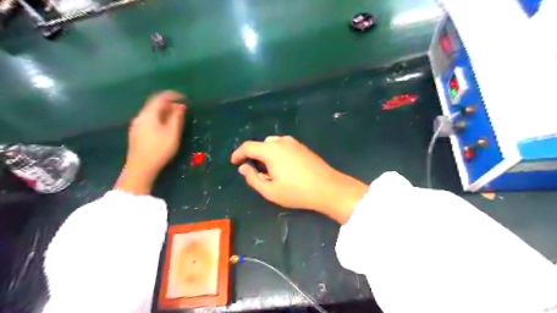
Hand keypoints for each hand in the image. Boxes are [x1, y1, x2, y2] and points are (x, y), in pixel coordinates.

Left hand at [115, 89, 186, 194]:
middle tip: (182, 109)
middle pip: (154, 104)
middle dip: (169, 104)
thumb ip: (177, 118)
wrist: (140, 168)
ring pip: (151, 113)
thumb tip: (180, 106)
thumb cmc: (159, 150)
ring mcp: (136, 125)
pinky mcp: (136, 133)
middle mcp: (140, 117)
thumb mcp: (172, 134)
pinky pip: (149, 120)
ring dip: (164, 112)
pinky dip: (159, 118)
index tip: (184, 98)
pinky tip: (166, 127)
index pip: (160, 98)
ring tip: (176, 118)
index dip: (172, 95)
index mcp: (148, 115)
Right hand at [232, 136, 368, 223]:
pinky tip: (284, 168)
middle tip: (257, 173)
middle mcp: (282, 142)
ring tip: (271, 172)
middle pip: (261, 145)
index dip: (238, 153)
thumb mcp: (270, 190)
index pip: (248, 146)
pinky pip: (284, 146)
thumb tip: (243, 167)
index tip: (234, 162)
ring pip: (273, 144)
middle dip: (254, 156)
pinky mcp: (303, 147)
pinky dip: (277, 154)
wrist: (328, 188)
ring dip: (267, 155)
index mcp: (271, 150)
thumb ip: (252, 178)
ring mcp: (294, 143)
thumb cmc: (296, 192)